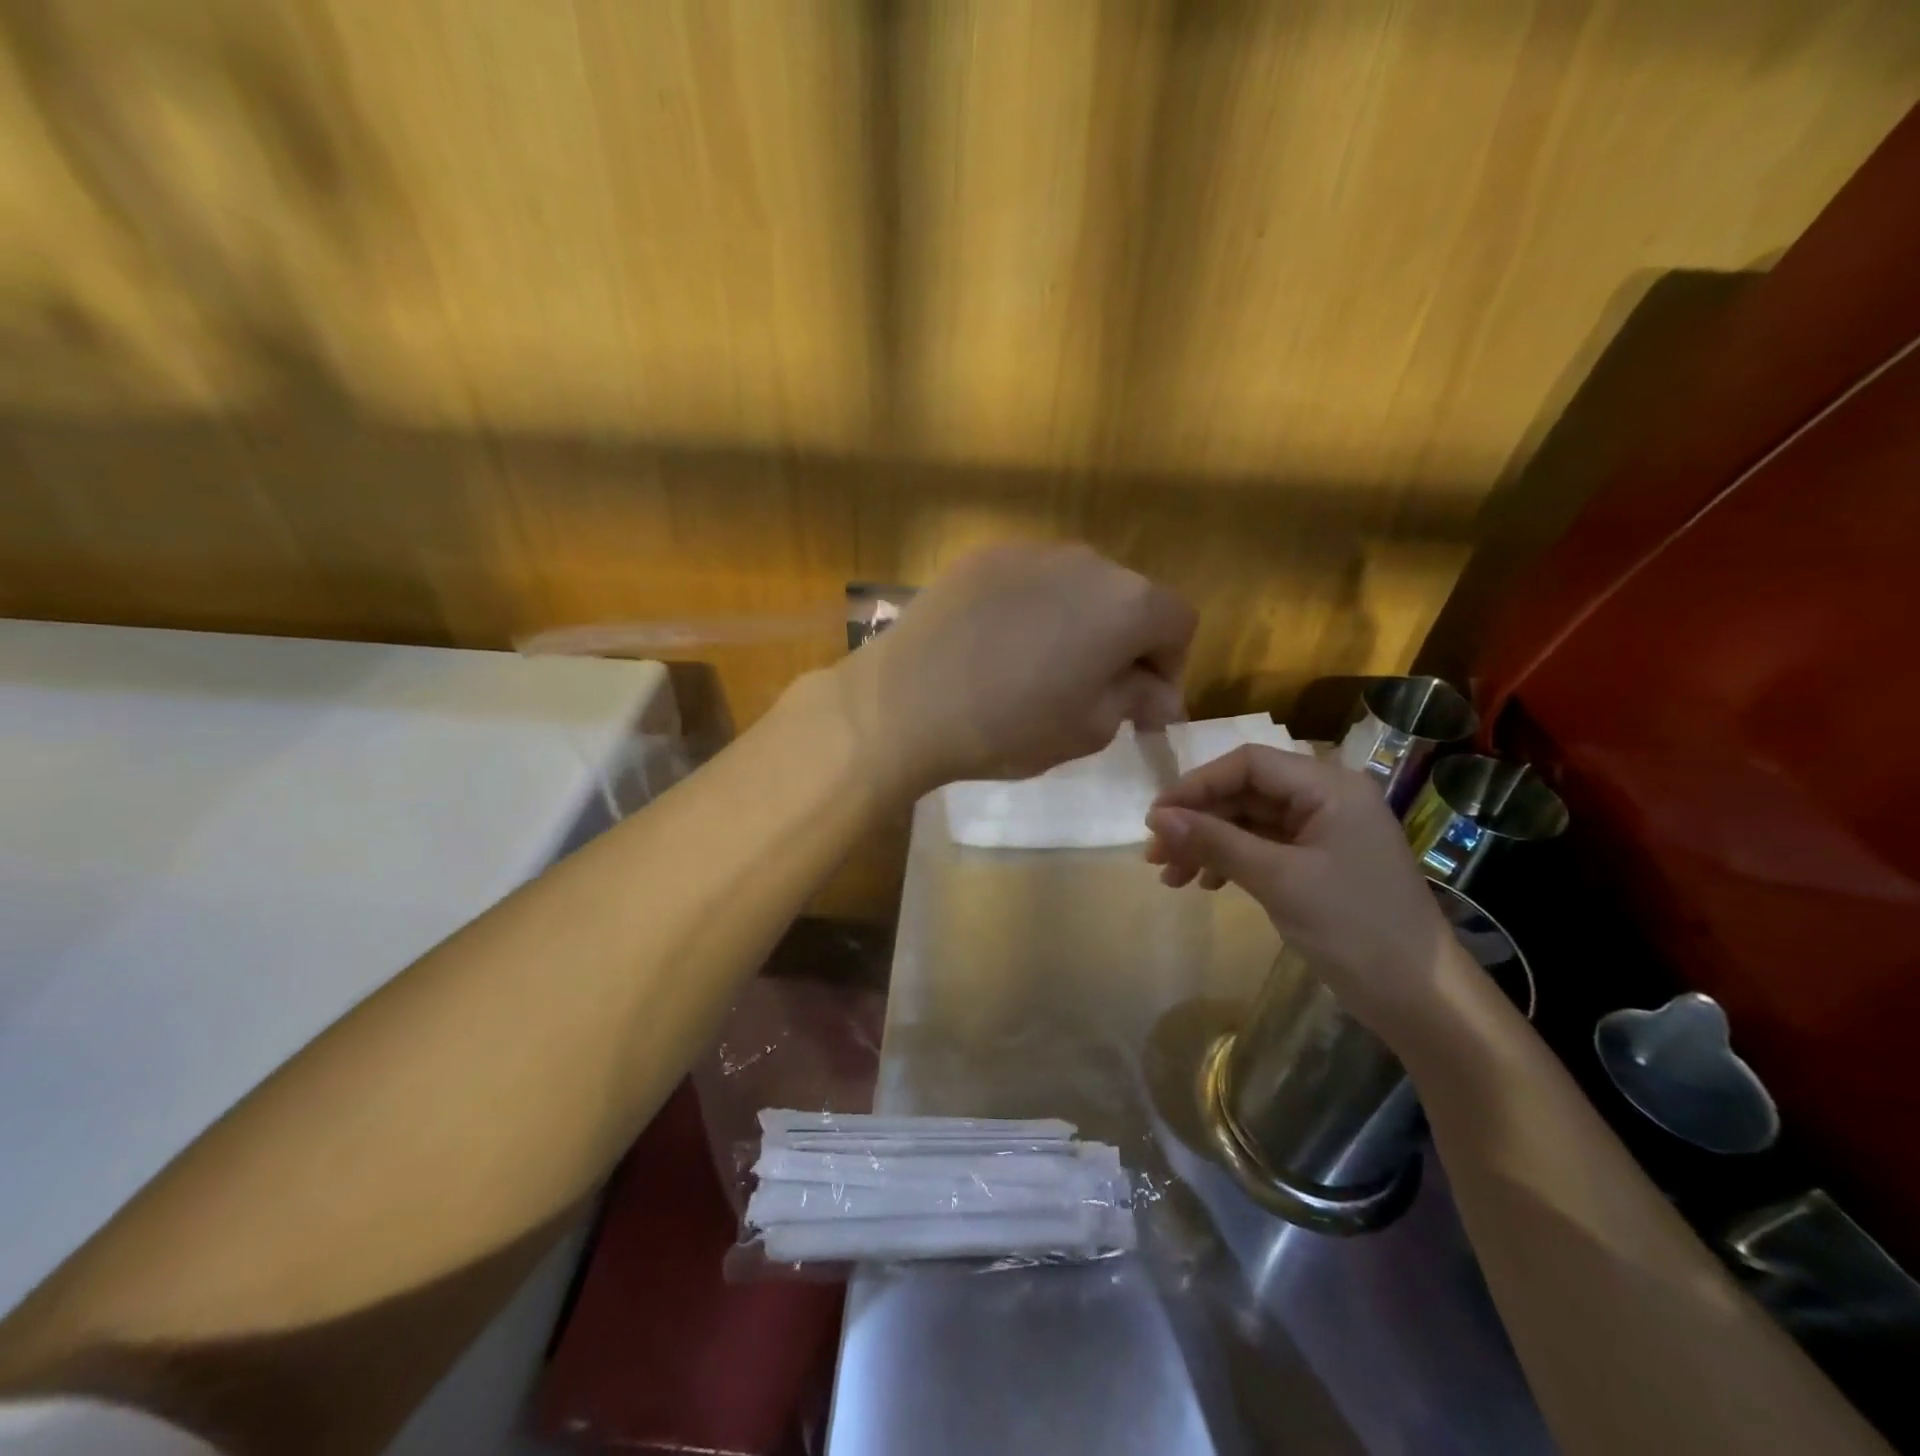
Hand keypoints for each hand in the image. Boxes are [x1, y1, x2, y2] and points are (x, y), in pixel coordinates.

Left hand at [840, 542, 1195, 792]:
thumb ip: (1134, 701)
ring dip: (1077, 623)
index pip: (1179, 624)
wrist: (904, 702)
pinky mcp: (982, 556)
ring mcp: (1029, 551)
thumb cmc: (1009, 726)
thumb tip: (1156, 694)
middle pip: (1128, 598)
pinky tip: (998, 647)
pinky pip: (1028, 582)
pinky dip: (1031, 610)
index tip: (1141, 708)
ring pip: (1077, 587)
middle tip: (1093, 691)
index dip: (1170, 667)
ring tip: (1040, 668)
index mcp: (1127, 603)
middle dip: (1124, 644)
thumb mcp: (1087, 730)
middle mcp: (1087, 561)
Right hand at [1144, 746, 1456, 1041]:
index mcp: (1329, 787)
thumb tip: (1156, 817)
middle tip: (1155, 854)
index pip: (1248, 764)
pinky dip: (1229, 861)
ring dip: (1207, 843)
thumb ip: (1215, 841)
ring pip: (1248, 822)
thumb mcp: (1278, 880)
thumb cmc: (1354, 928)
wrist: (1421, 999)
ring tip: (1170, 876)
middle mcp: (1326, 799)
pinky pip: (1262, 847)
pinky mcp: (1317, 863)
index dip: (1196, 785)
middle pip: (1245, 792)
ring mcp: (1323, 832)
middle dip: (1198, 821)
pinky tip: (1204, 883)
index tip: (1156, 818)